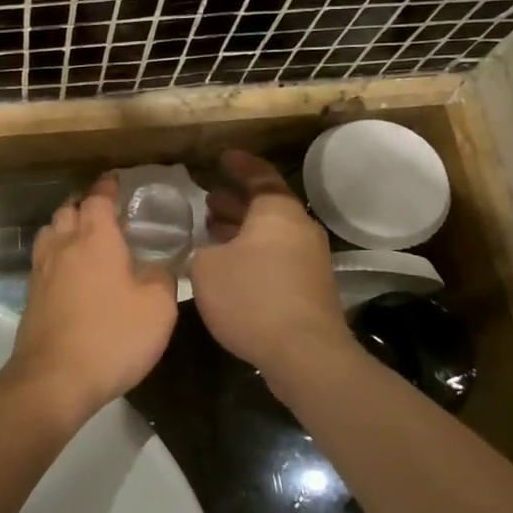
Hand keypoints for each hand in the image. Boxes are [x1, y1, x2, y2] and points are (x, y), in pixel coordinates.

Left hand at [4, 180, 177, 422]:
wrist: (54, 380)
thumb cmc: (112, 337)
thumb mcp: (157, 309)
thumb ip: (161, 278)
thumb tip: (155, 267)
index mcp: (95, 239)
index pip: (98, 199)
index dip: (108, 188)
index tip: (116, 182)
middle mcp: (63, 246)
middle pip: (68, 210)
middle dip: (85, 206)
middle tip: (106, 214)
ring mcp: (41, 271)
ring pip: (50, 233)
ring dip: (66, 227)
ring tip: (85, 239)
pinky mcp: (31, 296)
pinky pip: (43, 260)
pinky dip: (57, 255)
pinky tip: (70, 273)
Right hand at [190, 150, 351, 387]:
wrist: (305, 354)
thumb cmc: (252, 297)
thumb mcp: (207, 268)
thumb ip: (202, 251)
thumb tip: (207, 252)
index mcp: (277, 212)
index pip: (259, 175)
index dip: (239, 165)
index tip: (222, 158)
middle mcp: (299, 229)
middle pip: (266, 205)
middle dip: (236, 201)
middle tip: (209, 198)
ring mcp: (310, 260)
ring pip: (271, 233)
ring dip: (243, 229)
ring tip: (212, 230)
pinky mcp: (310, 288)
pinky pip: (277, 257)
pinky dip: (253, 253)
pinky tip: (230, 267)